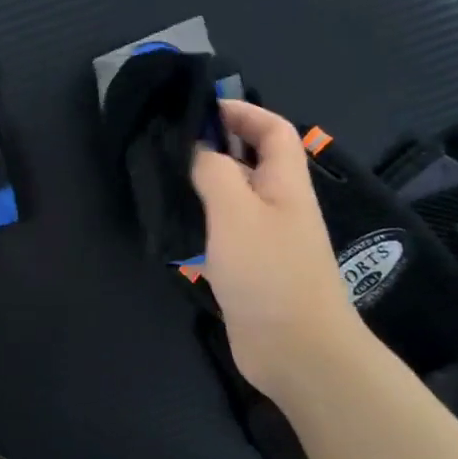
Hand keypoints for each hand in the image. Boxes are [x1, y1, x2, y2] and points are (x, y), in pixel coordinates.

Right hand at [190, 100, 369, 399]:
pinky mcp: (247, 270)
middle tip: (168, 145)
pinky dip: (199, 225)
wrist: (296, 350)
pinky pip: (222, 234)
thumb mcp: (236, 212)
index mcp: (285, 184)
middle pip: (249, 163)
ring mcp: (263, 240)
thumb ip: (213, 173)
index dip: (243, 112)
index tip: (202, 108)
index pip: (273, 130)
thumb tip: (196, 148)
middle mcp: (277, 206)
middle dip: (214, 147)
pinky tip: (172, 227)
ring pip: (231, 200)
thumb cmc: (270, 272)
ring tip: (161, 180)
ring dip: (202, 187)